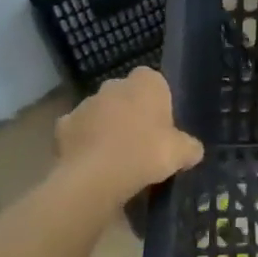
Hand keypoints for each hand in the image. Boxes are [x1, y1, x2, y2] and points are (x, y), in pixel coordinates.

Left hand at [50, 68, 202, 217]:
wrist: (96, 177)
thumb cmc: (146, 153)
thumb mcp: (181, 153)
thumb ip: (190, 148)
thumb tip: (194, 150)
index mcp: (146, 83)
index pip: (153, 80)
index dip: (157, 99)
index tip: (161, 122)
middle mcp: (114, 85)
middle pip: (125, 94)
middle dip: (130, 111)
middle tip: (140, 140)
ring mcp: (86, 103)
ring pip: (100, 111)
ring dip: (105, 125)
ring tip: (115, 156)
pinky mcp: (63, 126)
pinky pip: (77, 130)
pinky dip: (83, 141)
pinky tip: (91, 161)